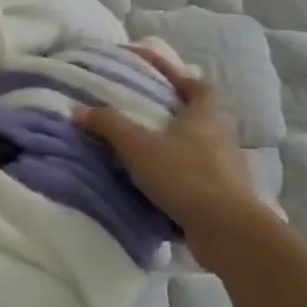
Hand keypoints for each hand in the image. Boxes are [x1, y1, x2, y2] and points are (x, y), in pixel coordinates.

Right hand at [78, 47, 281, 268]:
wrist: (228, 231)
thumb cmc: (185, 176)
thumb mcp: (138, 146)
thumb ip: (109, 125)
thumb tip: (78, 110)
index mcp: (205, 117)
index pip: (199, 87)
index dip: (180, 77)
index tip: (158, 75)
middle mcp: (221, 139)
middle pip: (199, 118)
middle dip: (173, 115)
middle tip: (141, 114)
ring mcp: (226, 171)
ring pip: (198, 150)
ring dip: (174, 149)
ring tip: (143, 153)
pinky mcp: (224, 199)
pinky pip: (197, 180)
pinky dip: (178, 179)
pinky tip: (155, 187)